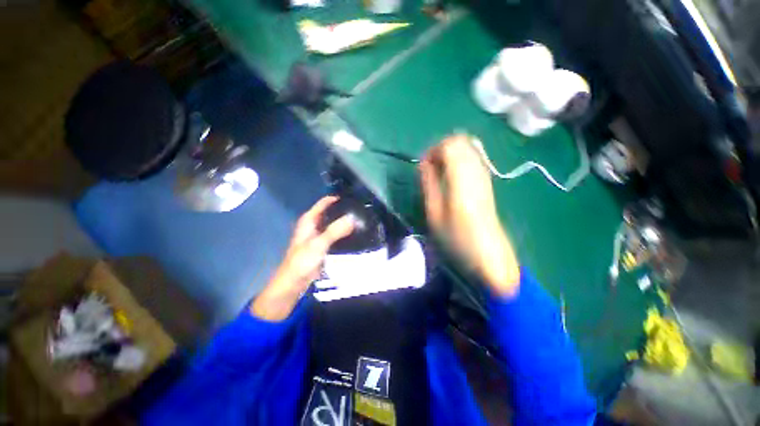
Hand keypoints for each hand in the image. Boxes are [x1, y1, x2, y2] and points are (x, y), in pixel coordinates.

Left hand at [251, 196, 353, 320]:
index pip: (325, 203)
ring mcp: (319, 235)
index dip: (337, 198)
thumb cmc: (301, 262)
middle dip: (344, 210)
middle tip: (361, 210)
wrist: (293, 283)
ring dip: (345, 222)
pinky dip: (344, 233)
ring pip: (334, 224)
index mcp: (309, 220)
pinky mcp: (323, 245)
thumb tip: (353, 217)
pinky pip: (335, 235)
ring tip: (362, 220)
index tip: (354, 198)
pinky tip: (355, 234)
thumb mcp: (318, 244)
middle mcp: (314, 224)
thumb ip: (335, 231)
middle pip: (331, 212)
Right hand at [419, 134, 519, 296]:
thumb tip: (423, 163)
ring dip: (449, 156)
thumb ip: (428, 183)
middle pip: (459, 141)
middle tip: (430, 169)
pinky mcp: (487, 180)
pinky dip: (458, 162)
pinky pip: (471, 159)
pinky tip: (451, 180)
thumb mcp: (434, 212)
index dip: (433, 150)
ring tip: (439, 175)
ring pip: (467, 148)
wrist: (489, 253)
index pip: (450, 145)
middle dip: (440, 150)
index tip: (423, 166)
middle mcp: (476, 170)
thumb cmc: (457, 237)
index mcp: (462, 178)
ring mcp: (484, 174)